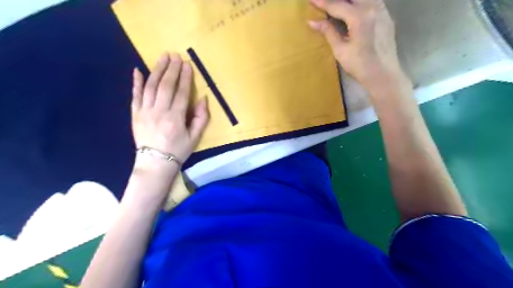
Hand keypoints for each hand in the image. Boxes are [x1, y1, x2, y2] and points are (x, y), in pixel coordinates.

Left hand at [131, 52, 208, 168]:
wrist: (155, 163)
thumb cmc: (178, 151)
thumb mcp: (195, 137)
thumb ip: (200, 118)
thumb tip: (203, 99)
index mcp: (175, 118)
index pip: (181, 92)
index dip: (185, 77)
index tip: (187, 64)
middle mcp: (159, 111)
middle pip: (165, 85)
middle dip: (171, 69)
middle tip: (175, 55)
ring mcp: (144, 112)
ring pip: (150, 86)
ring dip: (157, 70)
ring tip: (162, 57)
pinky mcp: (135, 114)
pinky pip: (135, 95)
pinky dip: (136, 82)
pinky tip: (137, 70)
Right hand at [308, 0, 409, 90]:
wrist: (383, 74)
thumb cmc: (359, 65)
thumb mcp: (340, 50)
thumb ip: (328, 32)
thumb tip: (312, 22)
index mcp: (359, 17)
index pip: (337, 5)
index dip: (323, 3)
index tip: (311, 0)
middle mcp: (373, 7)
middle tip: (325, 2)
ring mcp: (382, 10)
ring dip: (350, 0)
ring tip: (339, 5)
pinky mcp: (387, 16)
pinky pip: (373, 1)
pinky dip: (361, 3)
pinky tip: (354, 9)